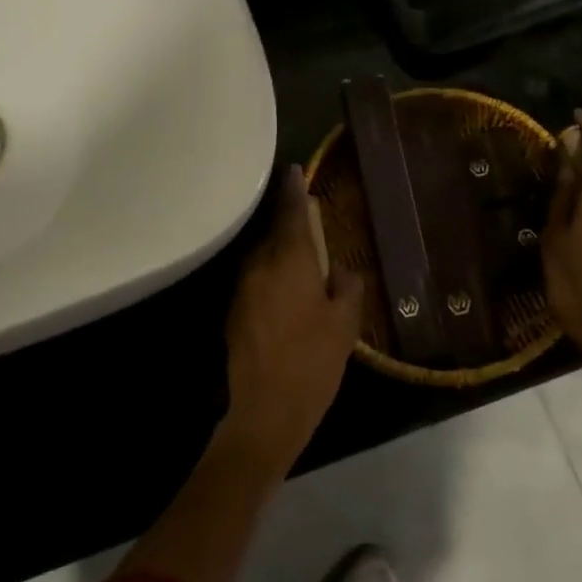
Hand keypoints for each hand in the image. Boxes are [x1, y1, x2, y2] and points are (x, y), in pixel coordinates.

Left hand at [221, 165, 363, 469]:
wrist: (264, 411)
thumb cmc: (312, 363)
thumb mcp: (344, 325)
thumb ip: (347, 287)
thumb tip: (342, 270)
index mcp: (290, 261)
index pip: (291, 213)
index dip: (294, 190)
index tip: (294, 170)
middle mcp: (260, 266)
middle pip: (274, 234)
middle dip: (290, 227)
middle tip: (312, 228)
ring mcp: (242, 289)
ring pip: (263, 258)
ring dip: (280, 255)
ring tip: (303, 265)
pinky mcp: (233, 311)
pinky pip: (256, 281)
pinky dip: (271, 278)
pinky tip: (287, 296)